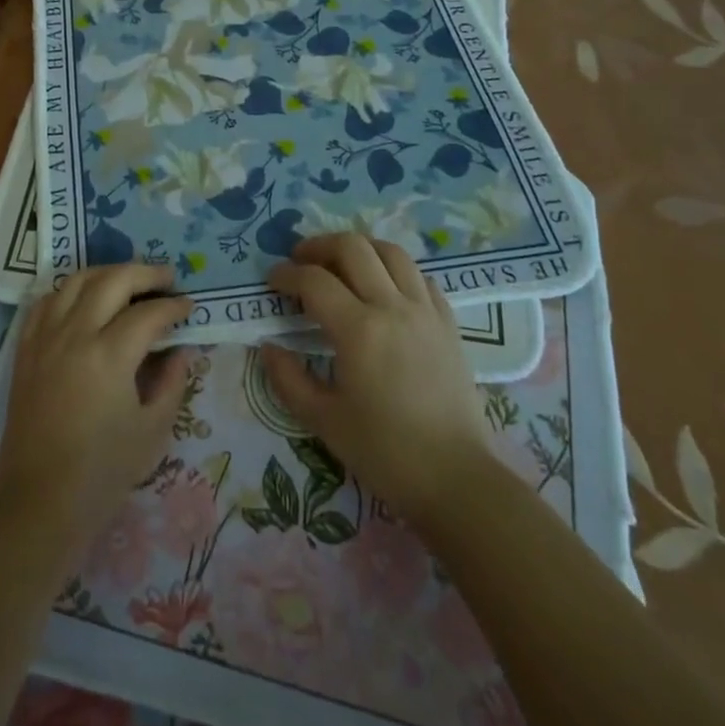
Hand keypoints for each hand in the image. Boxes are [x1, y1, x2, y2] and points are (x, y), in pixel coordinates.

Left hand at [0, 263, 192, 558]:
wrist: (38, 502)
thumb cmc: (102, 473)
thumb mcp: (152, 431)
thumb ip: (172, 382)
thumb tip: (181, 350)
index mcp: (109, 355)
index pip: (149, 313)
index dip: (174, 307)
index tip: (190, 307)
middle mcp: (75, 334)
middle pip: (113, 280)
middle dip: (145, 273)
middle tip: (167, 278)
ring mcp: (45, 337)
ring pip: (76, 281)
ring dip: (107, 273)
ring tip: (129, 280)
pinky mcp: (25, 348)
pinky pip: (46, 301)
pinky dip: (70, 290)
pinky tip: (85, 299)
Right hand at [262, 234, 492, 527]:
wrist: (456, 479)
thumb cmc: (385, 452)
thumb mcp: (323, 421)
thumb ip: (288, 379)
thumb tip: (268, 346)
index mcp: (359, 330)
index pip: (314, 280)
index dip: (287, 274)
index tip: (272, 281)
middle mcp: (393, 307)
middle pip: (353, 248)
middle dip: (319, 246)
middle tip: (301, 261)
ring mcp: (425, 310)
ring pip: (391, 251)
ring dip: (360, 248)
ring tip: (341, 264)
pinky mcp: (448, 322)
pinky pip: (419, 277)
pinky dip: (395, 270)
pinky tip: (384, 288)